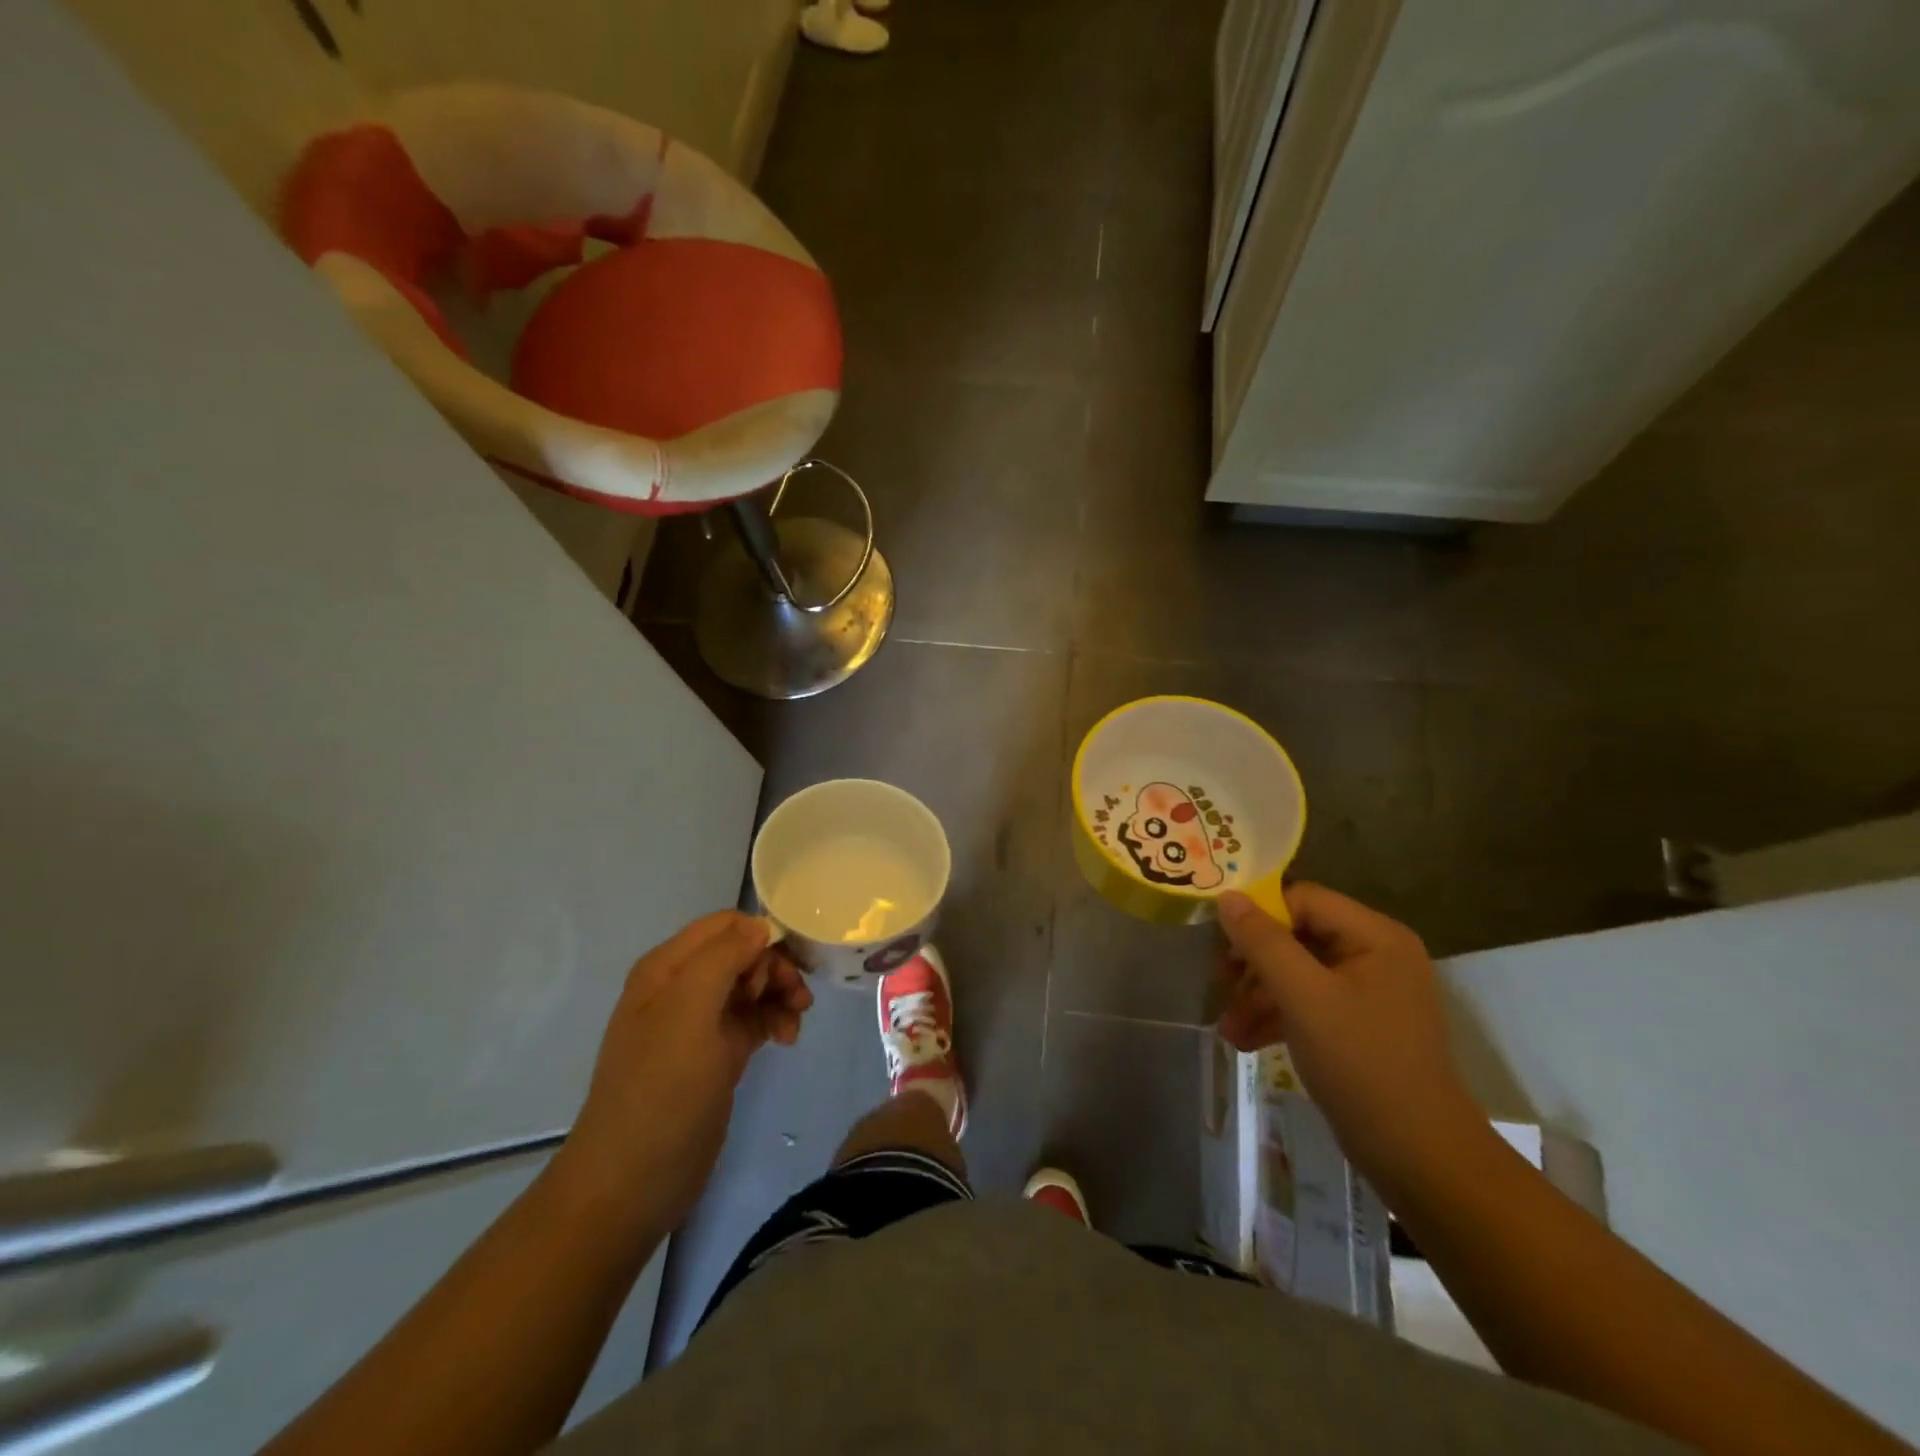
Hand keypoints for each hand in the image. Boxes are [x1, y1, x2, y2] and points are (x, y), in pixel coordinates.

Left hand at [560, 912, 812, 1227]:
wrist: (633, 1181)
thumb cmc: (661, 1088)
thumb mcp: (689, 1011)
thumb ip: (723, 957)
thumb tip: (761, 926)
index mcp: (668, 968)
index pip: (725, 925)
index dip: (761, 936)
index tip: (787, 963)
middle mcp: (682, 987)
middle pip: (743, 953)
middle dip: (775, 968)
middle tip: (796, 997)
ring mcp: (700, 1023)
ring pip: (753, 986)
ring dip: (780, 994)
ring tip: (797, 1020)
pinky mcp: (718, 1054)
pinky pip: (755, 1019)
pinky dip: (775, 1021)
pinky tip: (788, 1039)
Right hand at [1215, 884, 1482, 1189]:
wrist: (1419, 1157)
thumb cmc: (1362, 1064)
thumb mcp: (1303, 997)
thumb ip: (1262, 942)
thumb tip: (1227, 896)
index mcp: (1376, 936)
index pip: (1303, 900)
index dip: (1259, 916)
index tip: (1222, 946)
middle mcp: (1377, 954)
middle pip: (1298, 935)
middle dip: (1254, 964)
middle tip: (1219, 984)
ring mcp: (1370, 991)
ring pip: (1298, 972)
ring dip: (1259, 996)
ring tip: (1228, 1028)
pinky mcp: (1360, 1024)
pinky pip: (1310, 1002)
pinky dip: (1278, 1017)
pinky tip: (1245, 1041)